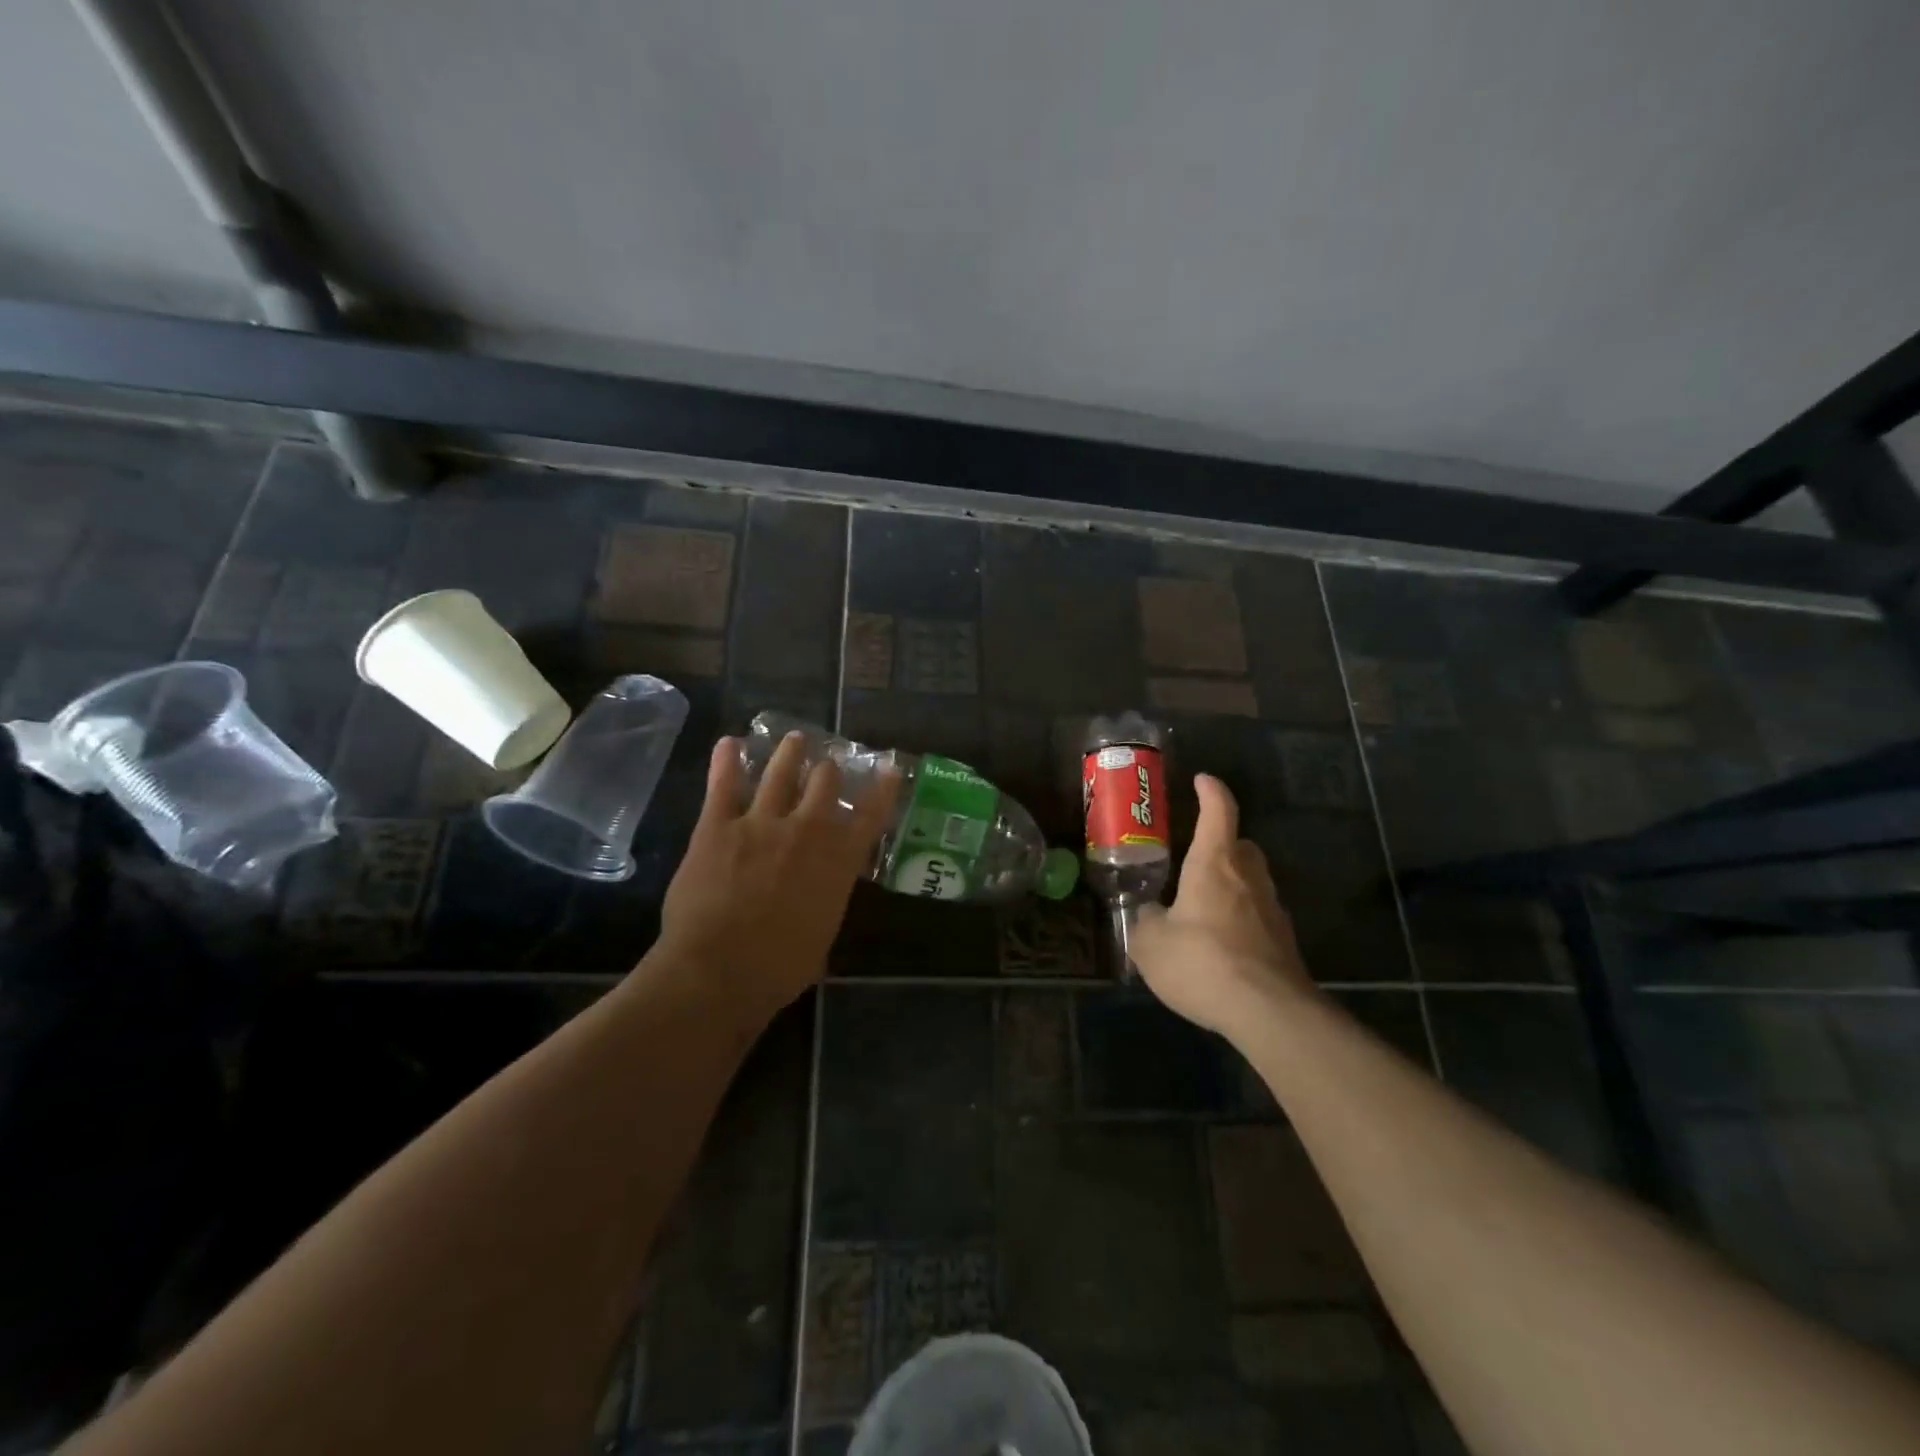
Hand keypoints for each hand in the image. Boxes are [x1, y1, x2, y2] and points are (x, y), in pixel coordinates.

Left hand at [655, 732, 899, 1020]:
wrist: (719, 970)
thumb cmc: (779, 968)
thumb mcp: (822, 939)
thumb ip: (825, 906)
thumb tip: (820, 903)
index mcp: (838, 862)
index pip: (870, 815)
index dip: (883, 789)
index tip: (890, 768)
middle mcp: (806, 831)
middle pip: (825, 782)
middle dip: (829, 770)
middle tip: (828, 764)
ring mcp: (761, 823)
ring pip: (780, 772)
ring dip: (789, 752)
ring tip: (794, 739)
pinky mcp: (717, 826)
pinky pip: (724, 784)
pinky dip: (726, 761)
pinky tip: (729, 743)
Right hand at [1129, 774, 1314, 1037]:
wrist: (1269, 1011)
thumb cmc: (1203, 962)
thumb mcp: (1151, 944)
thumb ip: (1144, 923)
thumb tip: (1148, 916)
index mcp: (1214, 864)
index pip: (1218, 812)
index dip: (1211, 791)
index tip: (1202, 779)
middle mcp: (1248, 877)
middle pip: (1241, 844)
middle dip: (1222, 843)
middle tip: (1197, 856)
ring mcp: (1272, 909)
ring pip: (1252, 880)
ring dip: (1232, 882)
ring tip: (1203, 905)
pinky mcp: (1284, 942)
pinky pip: (1258, 915)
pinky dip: (1241, 917)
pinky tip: (1221, 944)